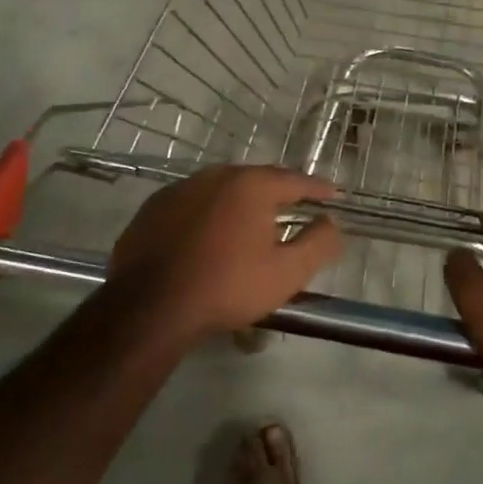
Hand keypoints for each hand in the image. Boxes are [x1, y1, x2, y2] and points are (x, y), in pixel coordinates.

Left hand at [109, 166, 342, 343]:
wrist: (150, 306)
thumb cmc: (227, 287)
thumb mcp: (287, 273)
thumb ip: (318, 243)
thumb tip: (331, 222)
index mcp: (251, 186)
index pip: (294, 180)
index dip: (317, 188)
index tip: (332, 194)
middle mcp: (215, 176)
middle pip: (257, 179)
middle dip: (279, 191)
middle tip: (295, 204)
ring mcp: (179, 189)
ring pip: (222, 189)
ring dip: (241, 201)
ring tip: (253, 220)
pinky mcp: (153, 209)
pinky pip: (193, 204)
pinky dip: (209, 213)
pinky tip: (210, 235)